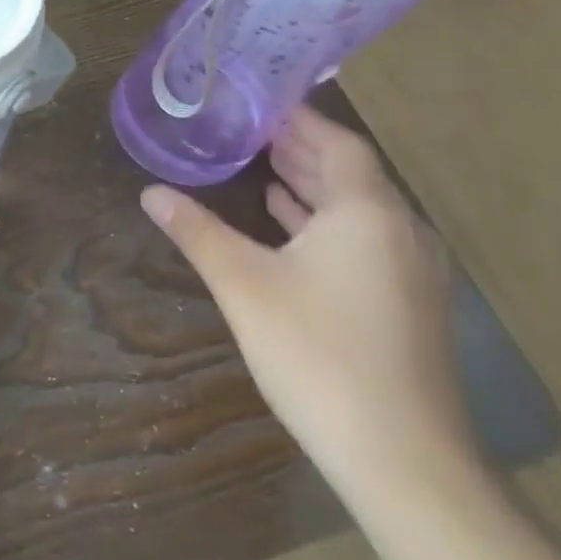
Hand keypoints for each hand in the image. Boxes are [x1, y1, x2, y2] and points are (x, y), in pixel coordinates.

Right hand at [138, 106, 476, 500]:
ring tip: (261, 168)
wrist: (402, 458)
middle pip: (349, 173)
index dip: (298, 120)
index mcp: (366, 213)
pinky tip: (289, 228)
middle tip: (248, 129)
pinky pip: (364, 240)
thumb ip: (197, 231)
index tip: (257, 102)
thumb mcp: (243, 285)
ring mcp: (409, 271)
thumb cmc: (317, 353)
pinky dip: (325, 223)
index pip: (336, 143)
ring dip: (312, 185)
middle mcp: (399, 231)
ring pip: (357, 209)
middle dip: (300, 148)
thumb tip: (151, 192)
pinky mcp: (407, 304)